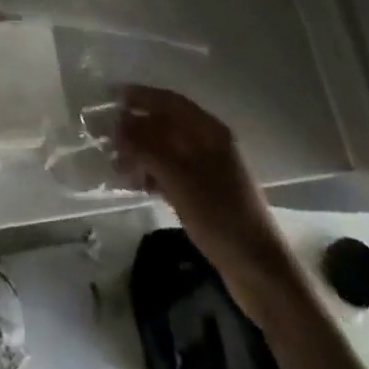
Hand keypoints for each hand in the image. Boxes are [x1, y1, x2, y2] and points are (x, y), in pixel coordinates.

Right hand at [114, 85, 293, 289]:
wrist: (260, 272)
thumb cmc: (221, 216)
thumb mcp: (179, 179)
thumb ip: (147, 149)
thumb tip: (118, 127)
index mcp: (210, 132)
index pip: (170, 102)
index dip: (141, 96)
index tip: (112, 97)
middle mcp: (210, 145)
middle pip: (167, 126)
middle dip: (137, 129)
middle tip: (108, 139)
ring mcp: (209, 172)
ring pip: (167, 152)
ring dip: (142, 155)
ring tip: (117, 167)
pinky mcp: (205, 196)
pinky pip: (172, 174)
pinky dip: (154, 175)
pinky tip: (137, 185)